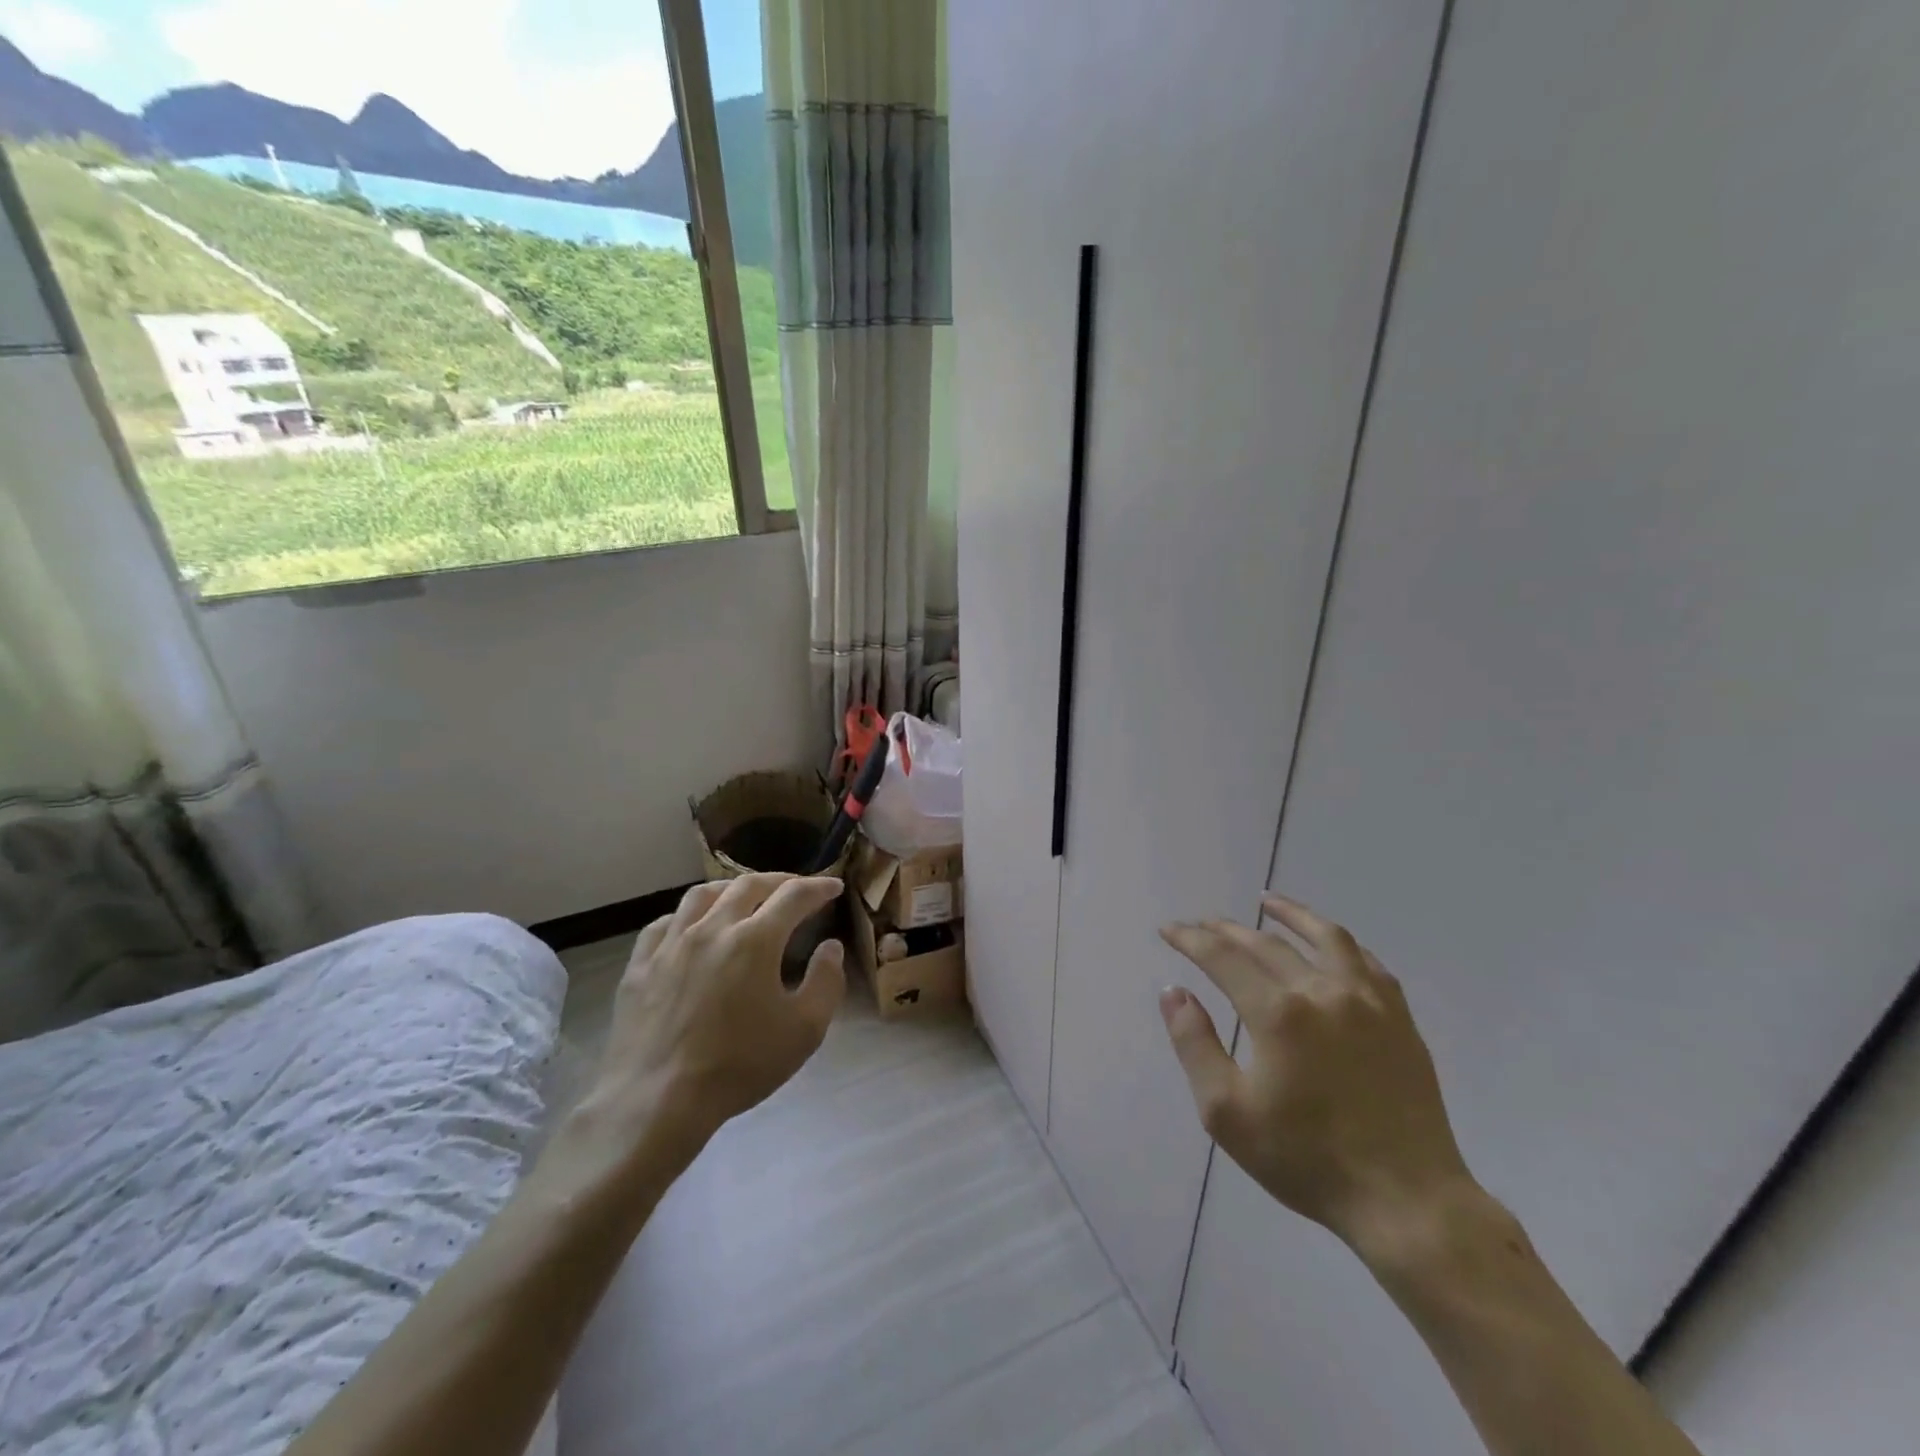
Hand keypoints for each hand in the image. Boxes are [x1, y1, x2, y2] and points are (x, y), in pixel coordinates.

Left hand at [583, 874, 846, 1166]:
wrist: (656, 1101)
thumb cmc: (738, 1066)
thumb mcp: (804, 1031)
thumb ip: (826, 982)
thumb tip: (830, 947)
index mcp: (755, 940)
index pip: (794, 896)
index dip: (818, 887)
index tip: (834, 887)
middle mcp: (712, 928)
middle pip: (748, 885)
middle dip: (779, 881)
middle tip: (795, 888)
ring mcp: (670, 944)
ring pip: (702, 895)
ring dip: (731, 889)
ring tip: (744, 896)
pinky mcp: (640, 965)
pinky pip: (664, 923)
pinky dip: (687, 915)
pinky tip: (692, 927)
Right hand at [1159, 895, 1474, 1253]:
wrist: (1406, 1202)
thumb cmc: (1307, 1160)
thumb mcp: (1227, 1112)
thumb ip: (1194, 1044)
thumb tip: (1173, 992)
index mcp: (1278, 1014)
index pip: (1222, 957)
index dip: (1190, 939)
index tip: (1169, 930)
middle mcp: (1322, 992)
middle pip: (1265, 944)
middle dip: (1226, 930)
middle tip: (1201, 924)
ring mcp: (1368, 1002)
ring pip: (1325, 938)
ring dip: (1291, 915)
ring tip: (1268, 902)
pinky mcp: (1399, 1020)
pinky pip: (1367, 963)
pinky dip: (1340, 944)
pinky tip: (1329, 942)